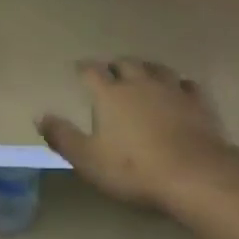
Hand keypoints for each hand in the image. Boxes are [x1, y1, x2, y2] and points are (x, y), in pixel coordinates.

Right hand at [38, 60, 237, 211]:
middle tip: (111, 72)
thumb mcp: (87, 159)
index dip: (84, 69)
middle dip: (116, 66)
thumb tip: (40, 116)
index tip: (79, 69)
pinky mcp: (198, 103)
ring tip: (142, 74)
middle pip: (126, 64)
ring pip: (157, 68)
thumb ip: (62, 136)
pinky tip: (178, 90)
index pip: (91, 71)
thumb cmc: (133, 168)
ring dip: (146, 69)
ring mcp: (172, 90)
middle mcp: (140, 83)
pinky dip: (178, 85)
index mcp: (110, 94)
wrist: (193, 175)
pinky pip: (187, 84)